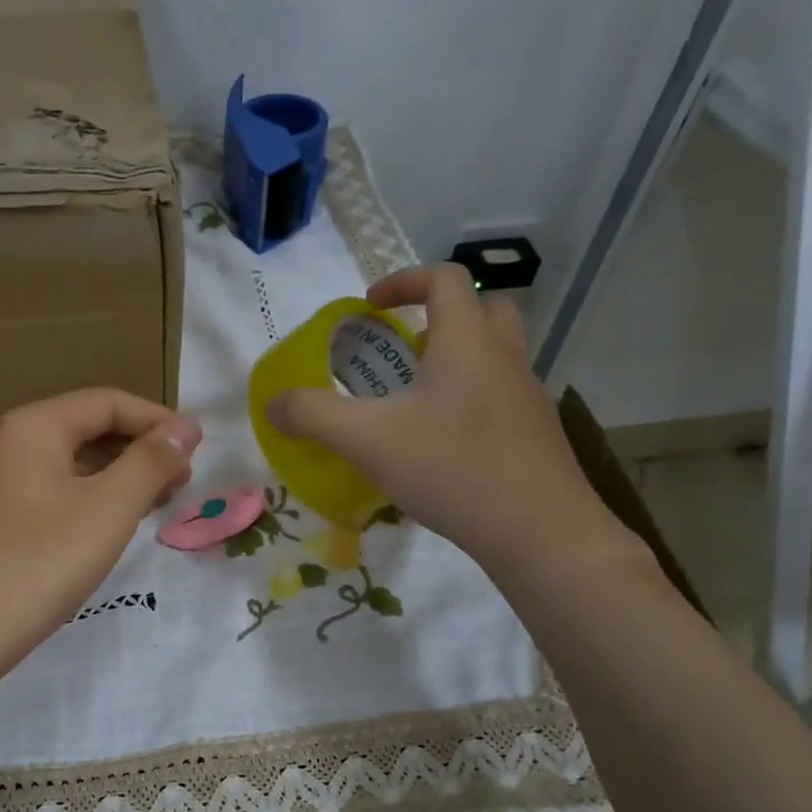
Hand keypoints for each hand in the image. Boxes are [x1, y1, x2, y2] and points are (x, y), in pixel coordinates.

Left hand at [0, 388, 201, 674]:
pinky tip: (111, 525)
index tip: (199, 447)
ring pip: (71, 465)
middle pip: (88, 429)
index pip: (107, 402)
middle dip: (140, 449)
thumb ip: (149, 463)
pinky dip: (91, 499)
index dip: (158, 420)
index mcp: (33, 427)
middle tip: (183, 479)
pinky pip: (54, 493)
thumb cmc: (39, 564)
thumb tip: (181, 431)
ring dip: (119, 476)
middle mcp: (9, 444)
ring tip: (157, 502)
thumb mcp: (108, 509)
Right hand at [265, 263, 638, 580]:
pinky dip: (470, 404)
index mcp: (466, 342)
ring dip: (457, 363)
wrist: (538, 531)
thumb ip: (314, 416)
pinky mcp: (536, 436)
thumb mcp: (367, 440)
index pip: (444, 280)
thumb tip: (273, 404)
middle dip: (440, 319)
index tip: (369, 307)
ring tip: (415, 405)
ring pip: (496, 358)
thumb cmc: (451, 468)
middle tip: (403, 352)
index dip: (403, 281)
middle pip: (483, 310)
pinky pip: (501, 399)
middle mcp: (505, 358)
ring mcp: (528, 398)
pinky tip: (442, 449)